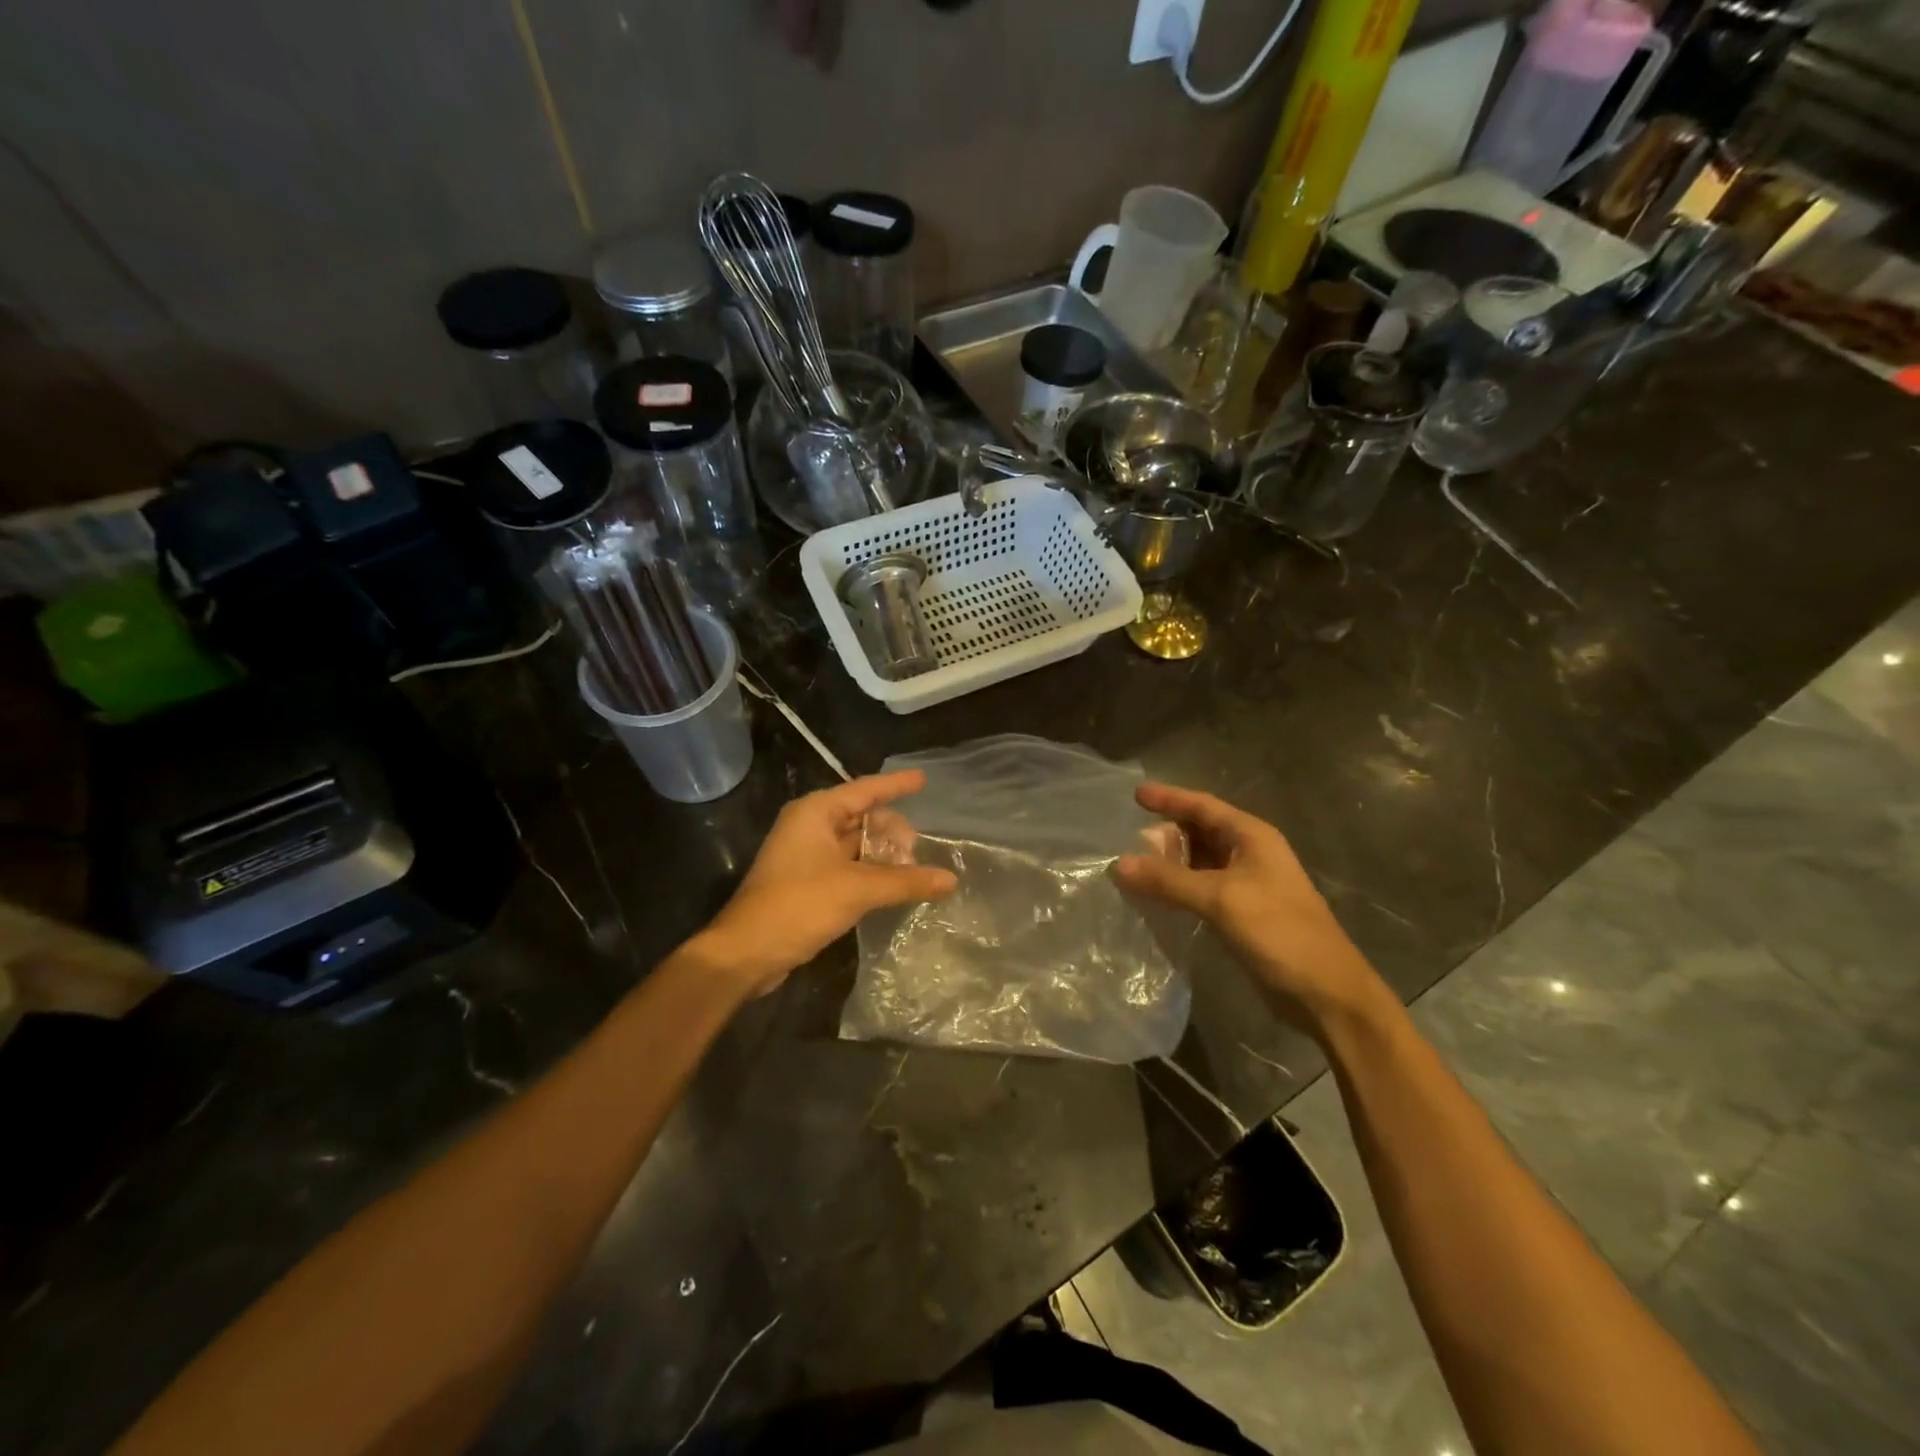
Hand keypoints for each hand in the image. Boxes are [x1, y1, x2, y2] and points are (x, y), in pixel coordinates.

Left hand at [692, 771, 956, 996]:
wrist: (745, 952)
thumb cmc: (798, 905)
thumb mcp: (857, 889)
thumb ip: (905, 881)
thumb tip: (951, 879)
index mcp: (816, 813)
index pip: (865, 790)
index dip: (896, 785)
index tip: (924, 779)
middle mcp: (810, 826)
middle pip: (863, 817)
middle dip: (893, 832)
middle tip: (916, 855)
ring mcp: (807, 854)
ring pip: (856, 844)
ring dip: (883, 855)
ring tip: (911, 872)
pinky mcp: (808, 881)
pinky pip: (848, 866)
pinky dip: (871, 872)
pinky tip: (892, 886)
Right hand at [1114, 782, 1383, 1032]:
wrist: (1325, 992)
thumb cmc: (1279, 932)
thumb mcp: (1221, 899)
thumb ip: (1169, 880)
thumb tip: (1118, 865)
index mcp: (1253, 837)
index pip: (1203, 806)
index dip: (1170, 798)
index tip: (1135, 794)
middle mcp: (1251, 854)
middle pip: (1201, 832)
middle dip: (1166, 833)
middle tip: (1128, 839)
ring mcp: (1248, 885)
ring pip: (1200, 862)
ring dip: (1170, 863)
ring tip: (1134, 866)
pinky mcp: (1243, 914)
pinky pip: (1202, 889)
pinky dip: (1178, 889)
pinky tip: (1156, 898)